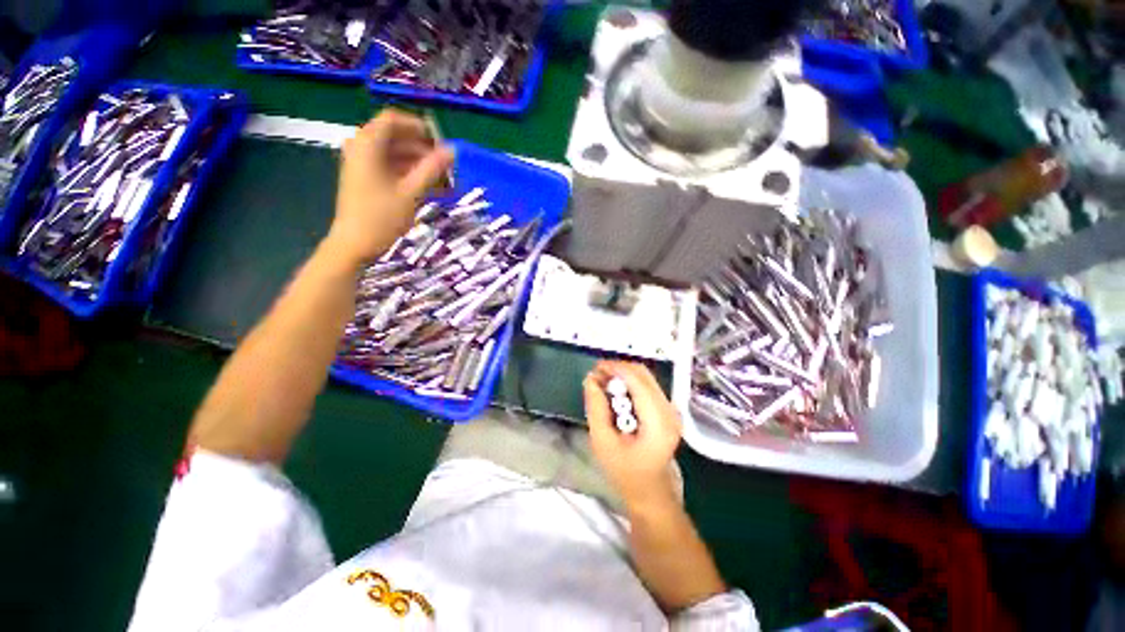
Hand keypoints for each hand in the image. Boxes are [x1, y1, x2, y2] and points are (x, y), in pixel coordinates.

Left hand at [327, 109, 453, 265]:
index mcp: (367, 144)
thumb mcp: (411, 193)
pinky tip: (430, 188)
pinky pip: (391, 167)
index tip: (441, 143)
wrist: (354, 245)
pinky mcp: (366, 178)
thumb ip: (431, 169)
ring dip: (420, 164)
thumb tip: (452, 151)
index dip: (419, 127)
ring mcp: (363, 164)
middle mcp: (362, 148)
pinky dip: (410, 174)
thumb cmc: (381, 217)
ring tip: (443, 180)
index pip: (393, 120)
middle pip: (396, 137)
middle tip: (447, 166)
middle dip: (423, 149)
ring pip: (396, 153)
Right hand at [584, 360, 681, 510]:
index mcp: (657, 421)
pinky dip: (630, 382)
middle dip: (618, 369)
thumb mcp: (603, 442)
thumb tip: (591, 379)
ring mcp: (671, 410)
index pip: (637, 381)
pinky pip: (648, 386)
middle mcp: (669, 410)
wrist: (650, 493)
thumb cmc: (625, 473)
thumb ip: (596, 408)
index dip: (615, 368)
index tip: (595, 368)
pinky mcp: (668, 410)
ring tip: (603, 382)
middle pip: (643, 374)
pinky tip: (616, 391)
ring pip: (646, 377)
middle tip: (597, 375)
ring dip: (623, 374)